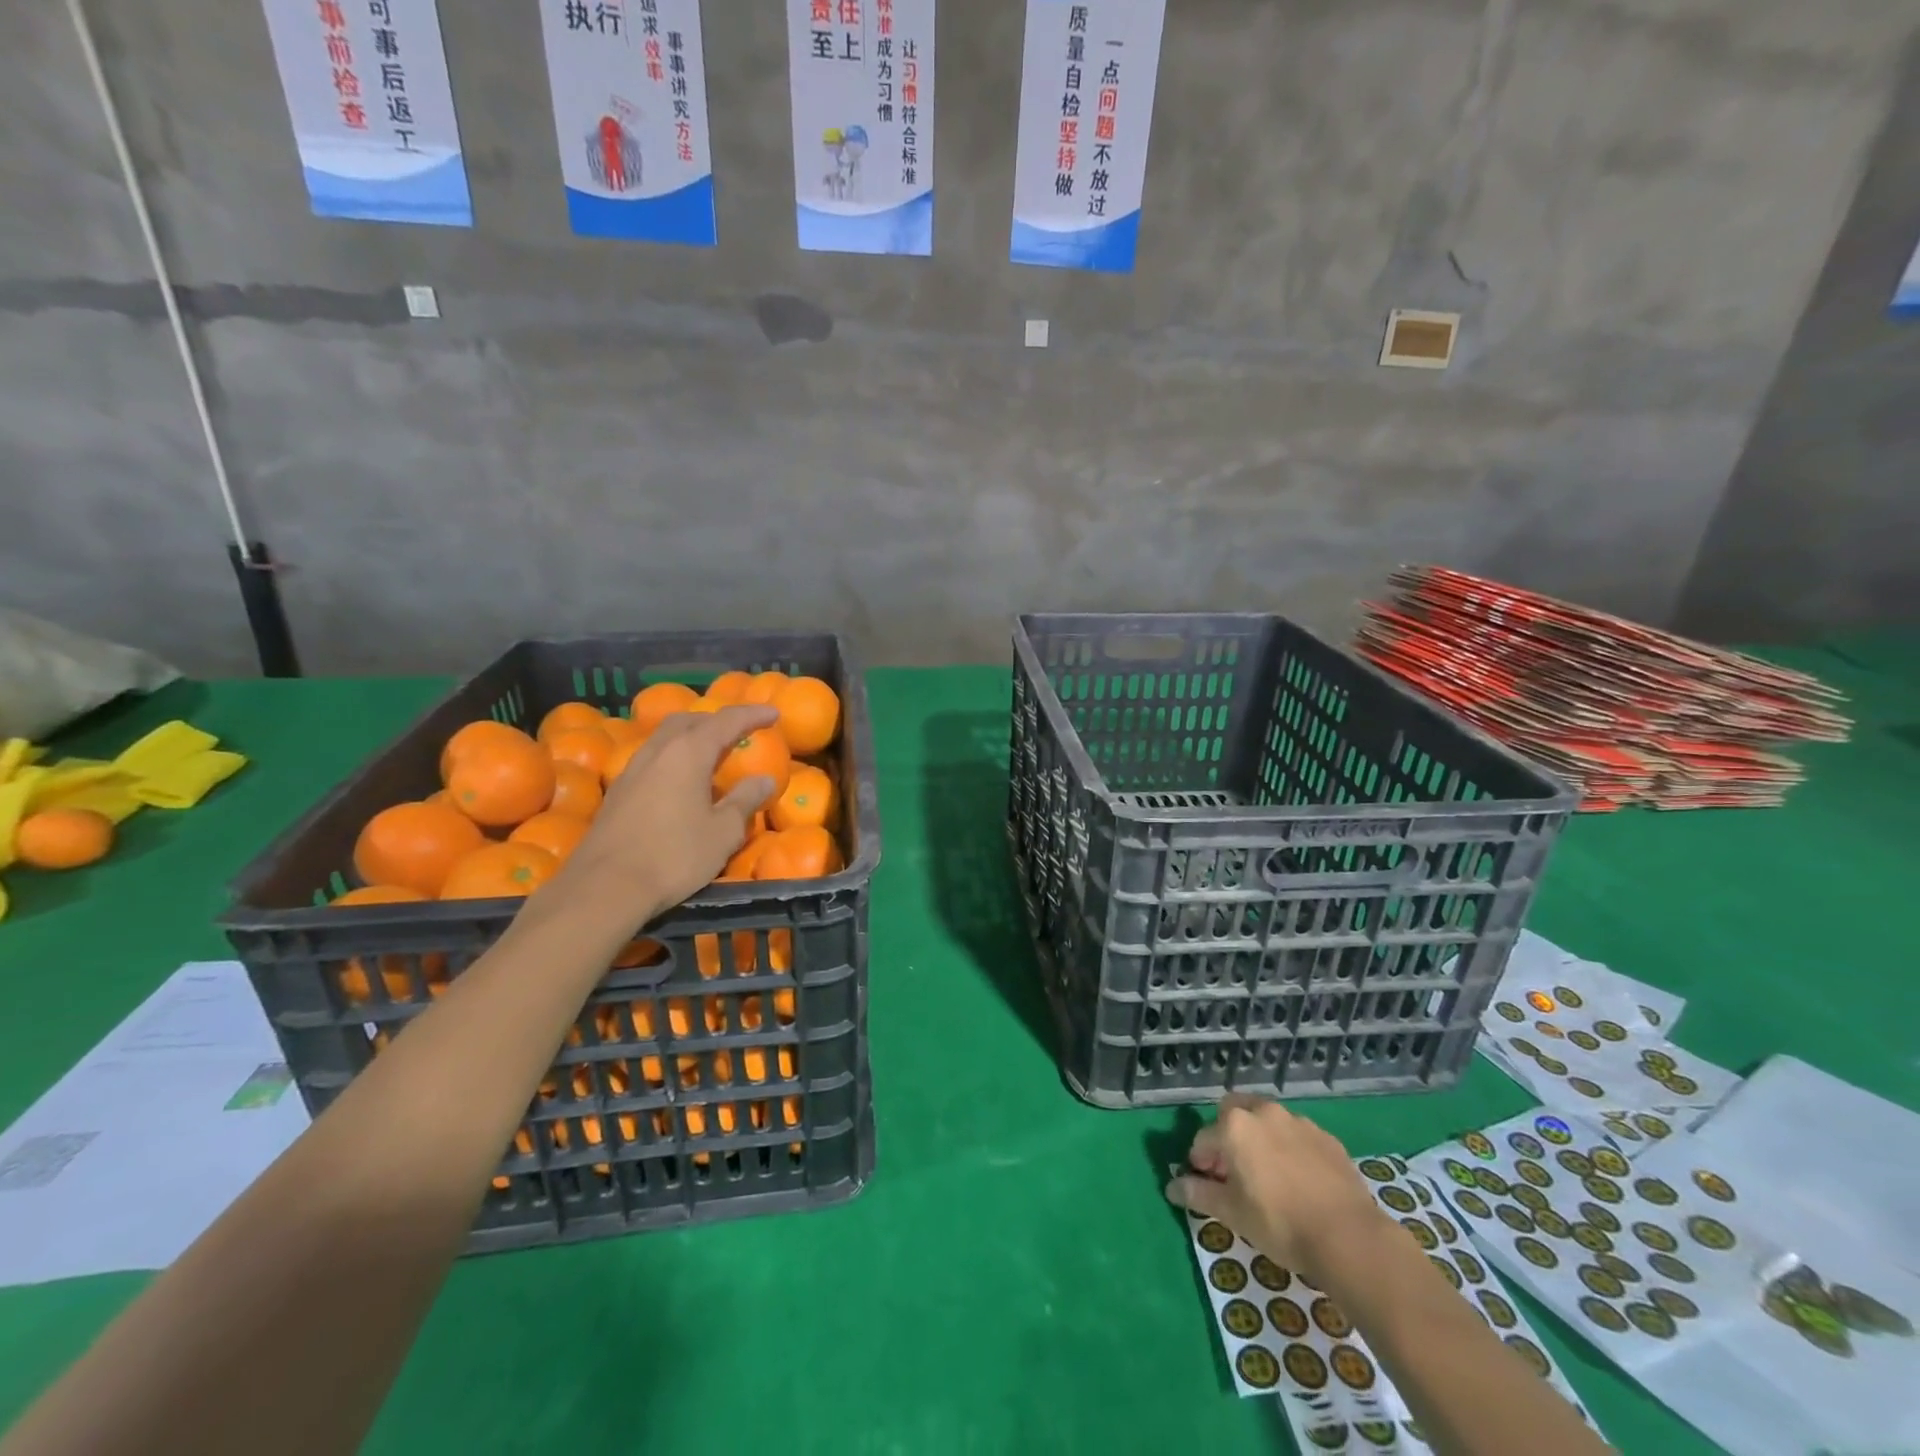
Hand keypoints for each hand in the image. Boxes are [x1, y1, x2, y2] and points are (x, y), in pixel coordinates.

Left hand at [570, 704, 778, 914]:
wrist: (605, 887)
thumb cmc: (674, 855)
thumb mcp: (723, 832)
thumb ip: (746, 800)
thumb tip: (764, 779)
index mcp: (688, 752)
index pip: (726, 721)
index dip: (752, 714)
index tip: (773, 712)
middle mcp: (658, 751)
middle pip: (689, 721)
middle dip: (716, 721)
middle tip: (739, 731)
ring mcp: (632, 770)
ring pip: (666, 738)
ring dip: (691, 738)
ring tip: (711, 754)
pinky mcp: (618, 792)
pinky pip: (653, 760)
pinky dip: (674, 758)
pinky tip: (681, 783)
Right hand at [1165, 1093, 1386, 1278]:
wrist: (1349, 1237)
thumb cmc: (1279, 1223)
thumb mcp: (1232, 1214)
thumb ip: (1199, 1195)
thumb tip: (1172, 1187)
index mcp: (1235, 1126)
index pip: (1203, 1139)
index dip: (1200, 1162)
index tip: (1206, 1185)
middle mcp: (1264, 1112)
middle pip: (1234, 1113)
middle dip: (1227, 1135)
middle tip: (1233, 1171)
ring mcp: (1298, 1122)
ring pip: (1267, 1122)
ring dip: (1259, 1139)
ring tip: (1268, 1176)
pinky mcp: (1327, 1138)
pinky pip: (1297, 1136)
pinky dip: (1289, 1150)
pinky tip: (1299, 1181)